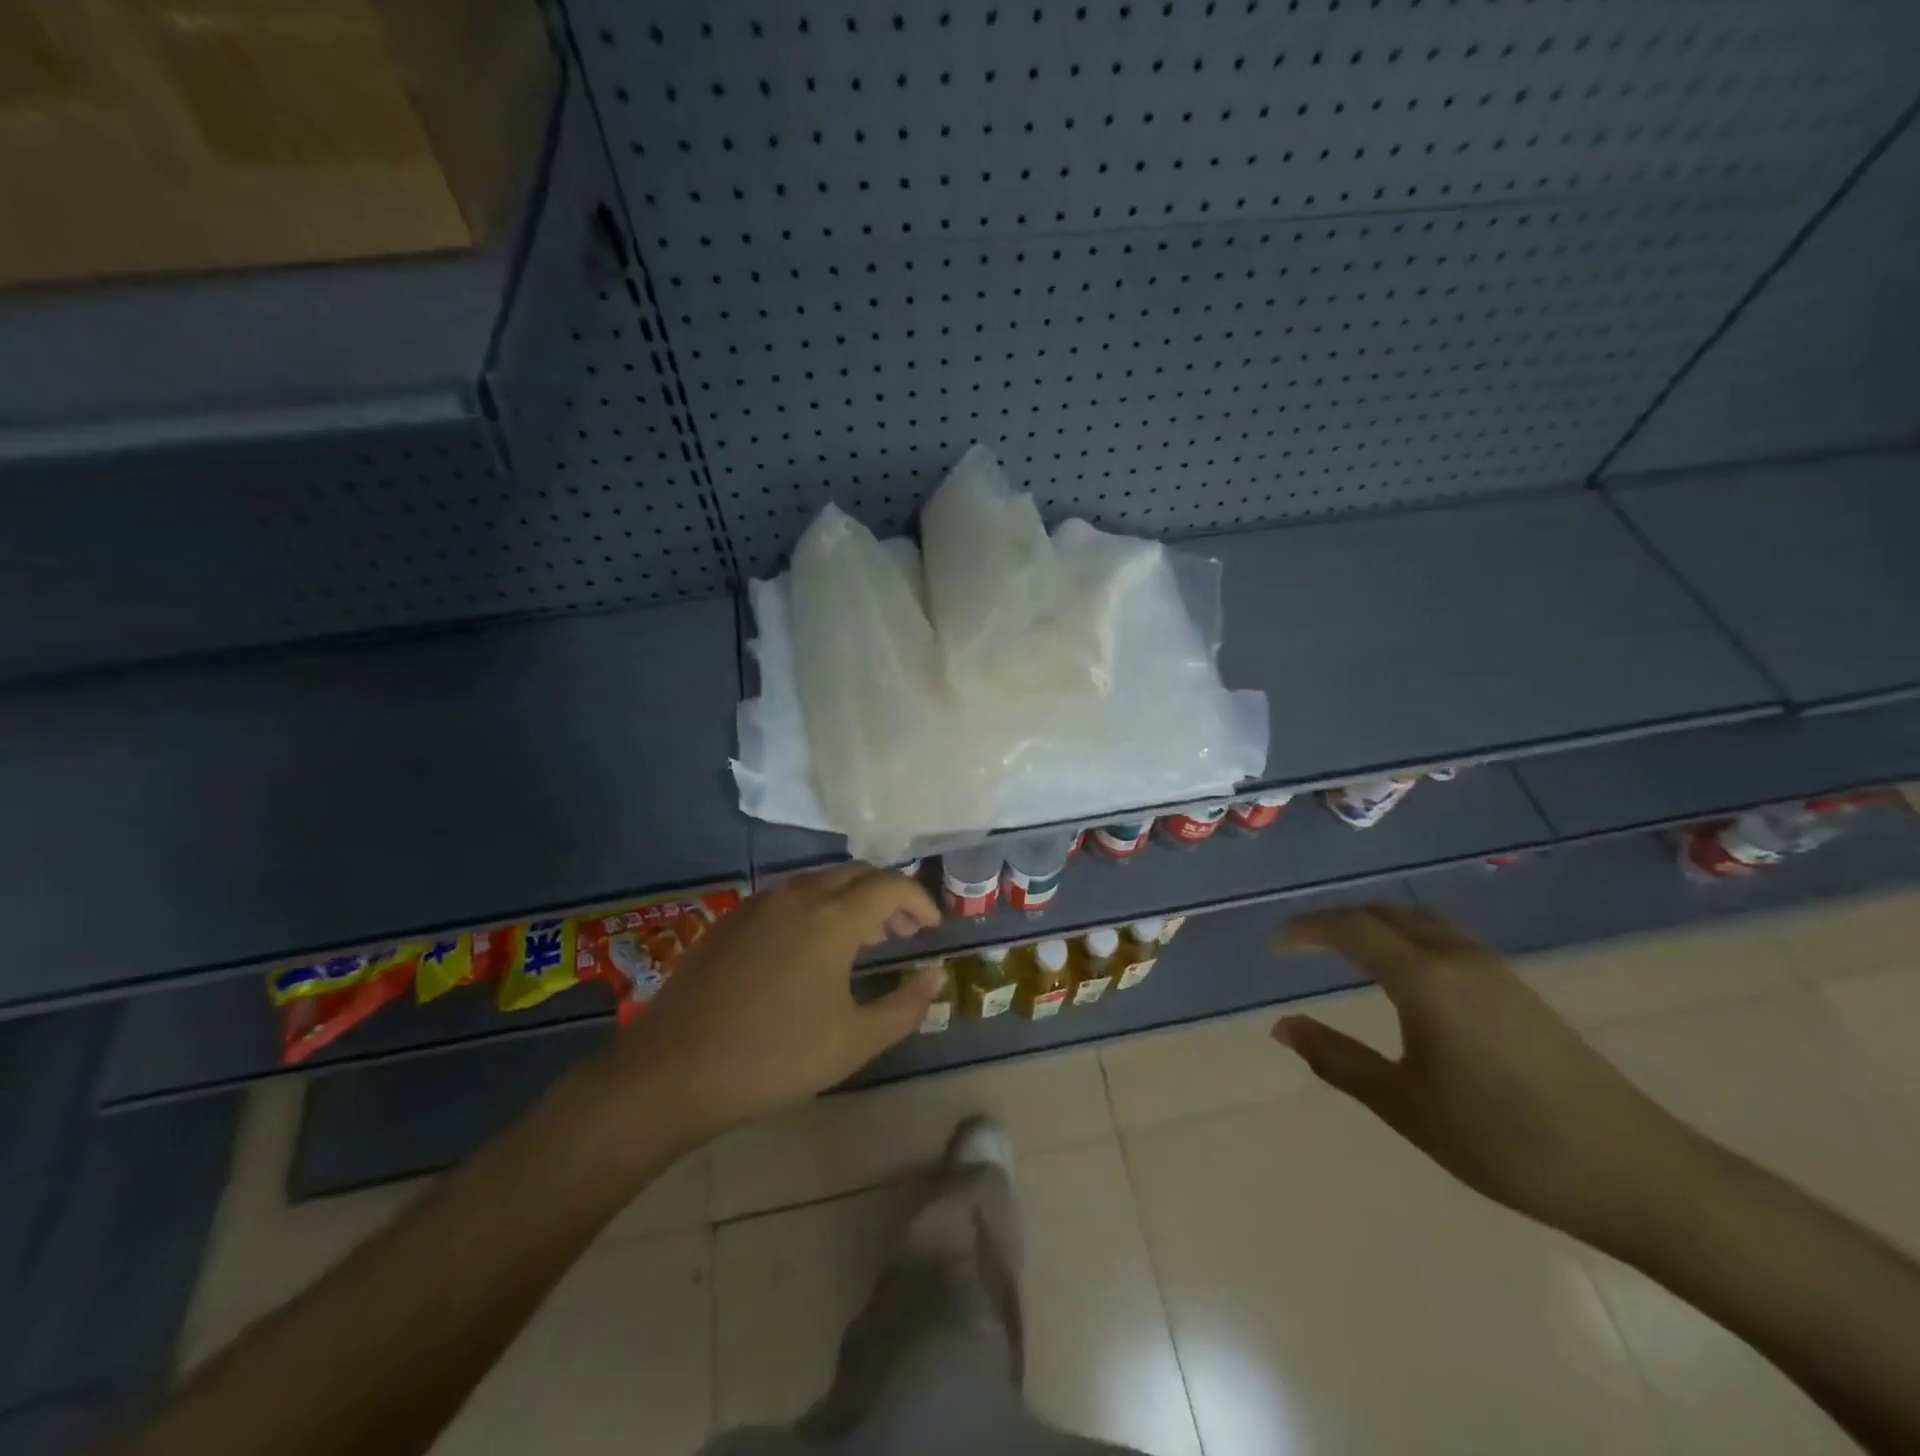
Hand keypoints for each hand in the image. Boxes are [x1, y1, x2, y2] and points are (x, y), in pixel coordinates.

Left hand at [606, 867, 942, 1145]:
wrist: (672, 1070)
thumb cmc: (775, 1057)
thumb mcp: (854, 1041)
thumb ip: (906, 1006)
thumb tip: (937, 974)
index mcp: (833, 917)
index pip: (891, 886)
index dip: (920, 901)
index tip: (933, 929)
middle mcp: (798, 895)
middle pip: (857, 874)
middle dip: (889, 896)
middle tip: (904, 932)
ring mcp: (759, 904)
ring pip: (821, 882)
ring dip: (852, 900)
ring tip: (864, 940)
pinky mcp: (731, 920)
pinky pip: (789, 896)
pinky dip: (818, 907)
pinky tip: (812, 948)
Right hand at [1272, 904, 1699, 1246]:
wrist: (1636, 1173)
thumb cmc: (1503, 1140)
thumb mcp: (1404, 1105)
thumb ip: (1337, 1060)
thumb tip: (1282, 1027)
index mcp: (1423, 979)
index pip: (1351, 928)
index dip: (1307, 930)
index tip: (1277, 946)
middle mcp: (1457, 958)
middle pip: (1385, 914)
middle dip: (1337, 921)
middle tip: (1303, 944)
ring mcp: (1495, 971)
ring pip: (1420, 922)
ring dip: (1376, 925)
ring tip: (1347, 952)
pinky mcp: (1520, 991)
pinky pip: (1446, 940)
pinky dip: (1408, 939)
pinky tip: (1407, 977)